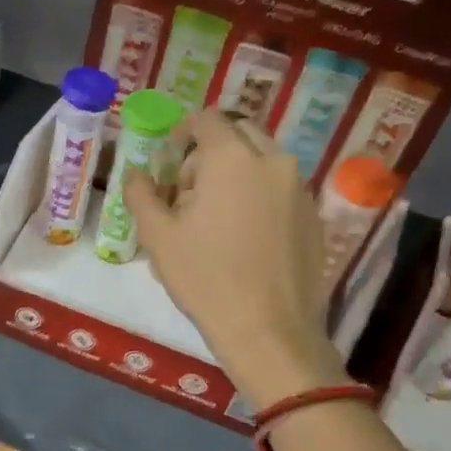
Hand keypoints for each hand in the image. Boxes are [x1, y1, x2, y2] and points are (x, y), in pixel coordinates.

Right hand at [125, 110, 347, 410]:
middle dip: (210, 150)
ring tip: (215, 216)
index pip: (206, 120)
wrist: (269, 330)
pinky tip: (244, 237)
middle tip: (188, 189)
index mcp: (232, 158)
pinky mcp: (314, 216)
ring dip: (236, 172)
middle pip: (239, 134)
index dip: (181, 131)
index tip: (167, 158)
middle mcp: (272, 161)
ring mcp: (299, 188)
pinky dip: (259, 195)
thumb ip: (142, 195)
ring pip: (263, 160)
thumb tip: (136, 174)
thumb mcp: (158, 237)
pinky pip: (281, 188)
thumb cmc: (206, 279)